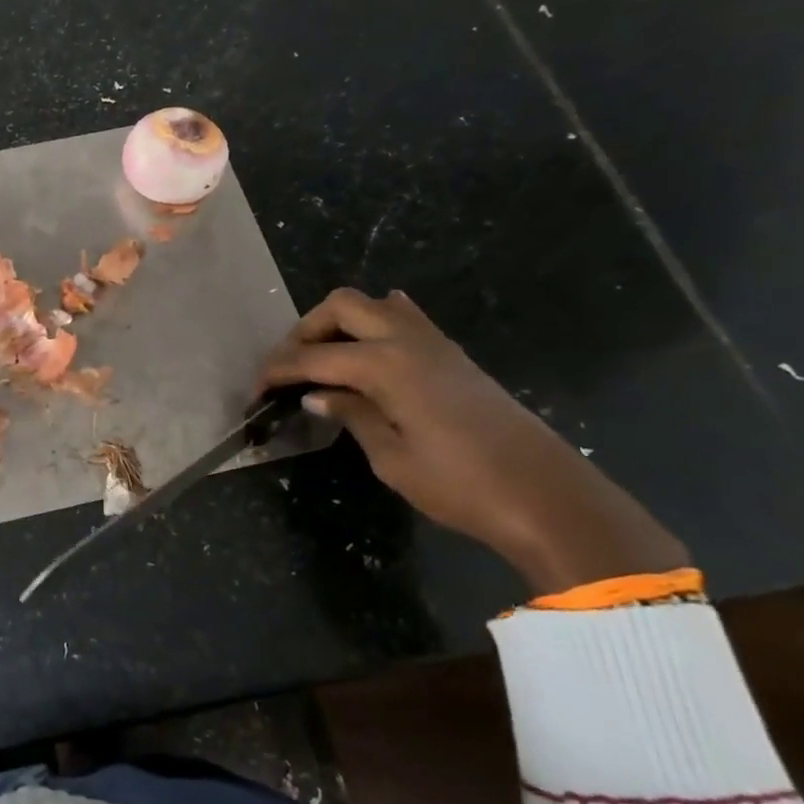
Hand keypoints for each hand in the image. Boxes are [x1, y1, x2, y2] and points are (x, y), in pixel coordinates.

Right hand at [260, 288, 688, 592]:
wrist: (548, 499)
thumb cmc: (461, 485)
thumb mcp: (391, 458)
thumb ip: (351, 415)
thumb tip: (317, 393)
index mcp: (386, 365)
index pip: (313, 357)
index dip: (277, 370)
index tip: (255, 391)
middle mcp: (408, 340)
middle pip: (342, 306)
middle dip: (305, 330)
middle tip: (290, 366)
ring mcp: (436, 344)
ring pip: (375, 304)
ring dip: (341, 323)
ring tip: (324, 359)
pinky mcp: (454, 356)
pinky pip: (406, 318)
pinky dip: (376, 325)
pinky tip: (369, 352)